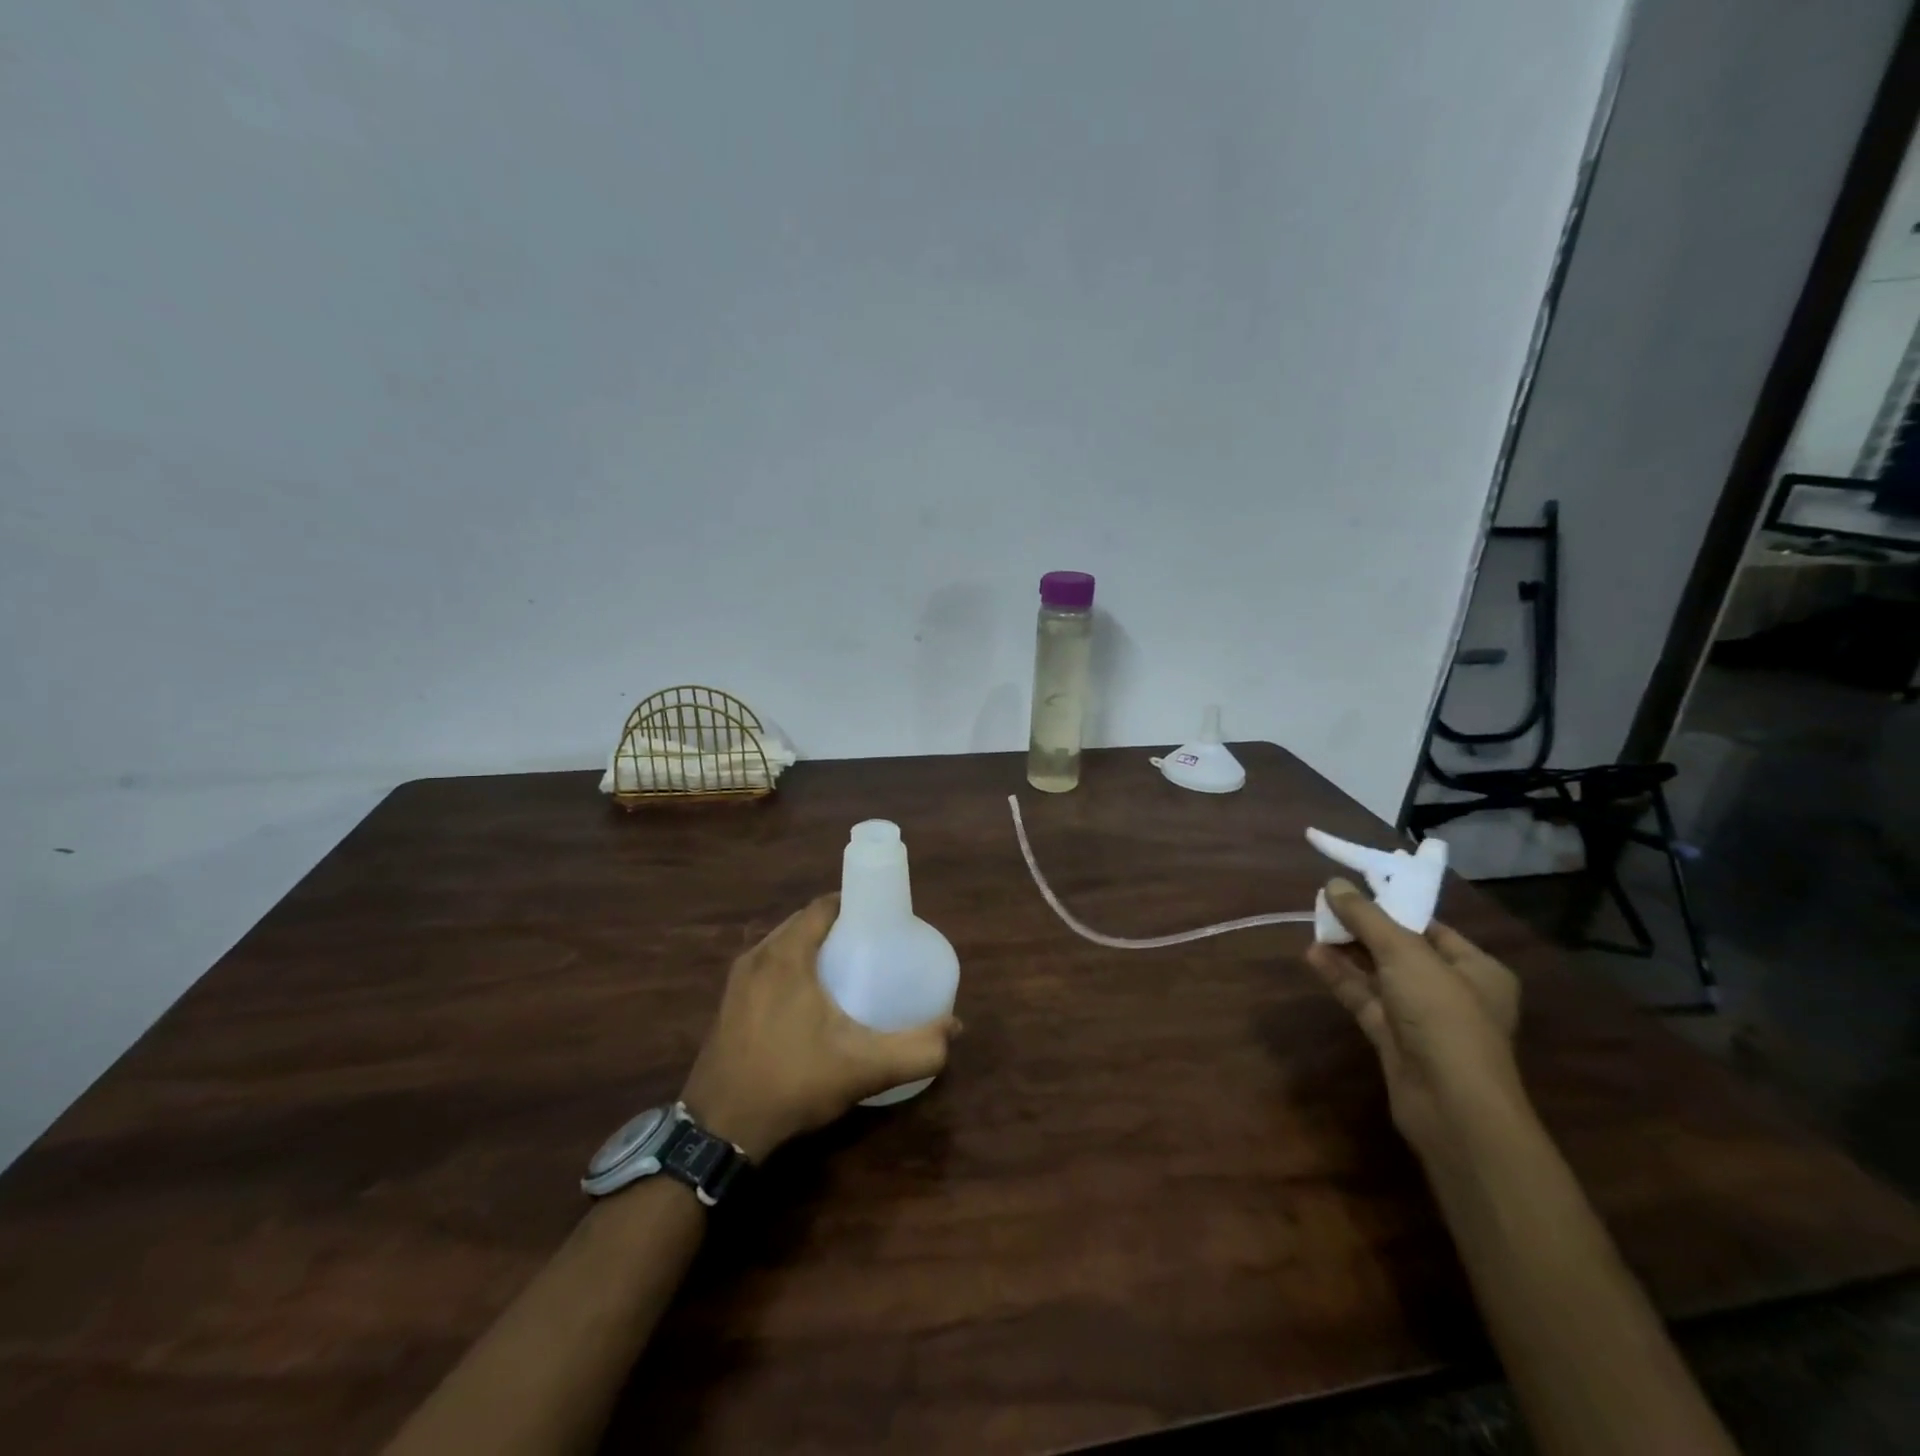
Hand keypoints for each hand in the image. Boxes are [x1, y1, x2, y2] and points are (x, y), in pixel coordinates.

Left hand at [679, 894, 959, 1160]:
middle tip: (872, 946)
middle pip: (804, 923)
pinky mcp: (728, 1004)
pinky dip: (791, 967)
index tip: (882, 920)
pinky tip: (810, 999)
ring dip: (813, 947)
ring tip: (847, 969)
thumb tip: (954, 1029)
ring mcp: (737, 981)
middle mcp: (757, 956)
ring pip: (783, 945)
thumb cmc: (793, 1083)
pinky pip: (767, 966)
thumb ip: (915, 1049)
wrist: (720, 1131)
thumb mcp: (863, 1068)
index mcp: (786, 955)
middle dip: (838, 926)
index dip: (854, 904)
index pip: (823, 906)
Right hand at [1304, 878, 1523, 1162]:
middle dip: (1364, 930)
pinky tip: (1313, 956)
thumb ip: (1367, 918)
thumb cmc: (1443, 1017)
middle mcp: (1452, 991)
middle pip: (1401, 950)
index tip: (1354, 891)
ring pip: (1379, 976)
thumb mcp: (1405, 955)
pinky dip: (1342, 978)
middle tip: (1326, 907)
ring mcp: (1422, 1018)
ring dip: (1348, 953)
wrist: (1451, 1105)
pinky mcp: (1395, 1040)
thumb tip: (1334, 884)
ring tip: (1314, 926)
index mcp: (1476, 968)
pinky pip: (1365, 999)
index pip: (1430, 927)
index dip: (1392, 907)